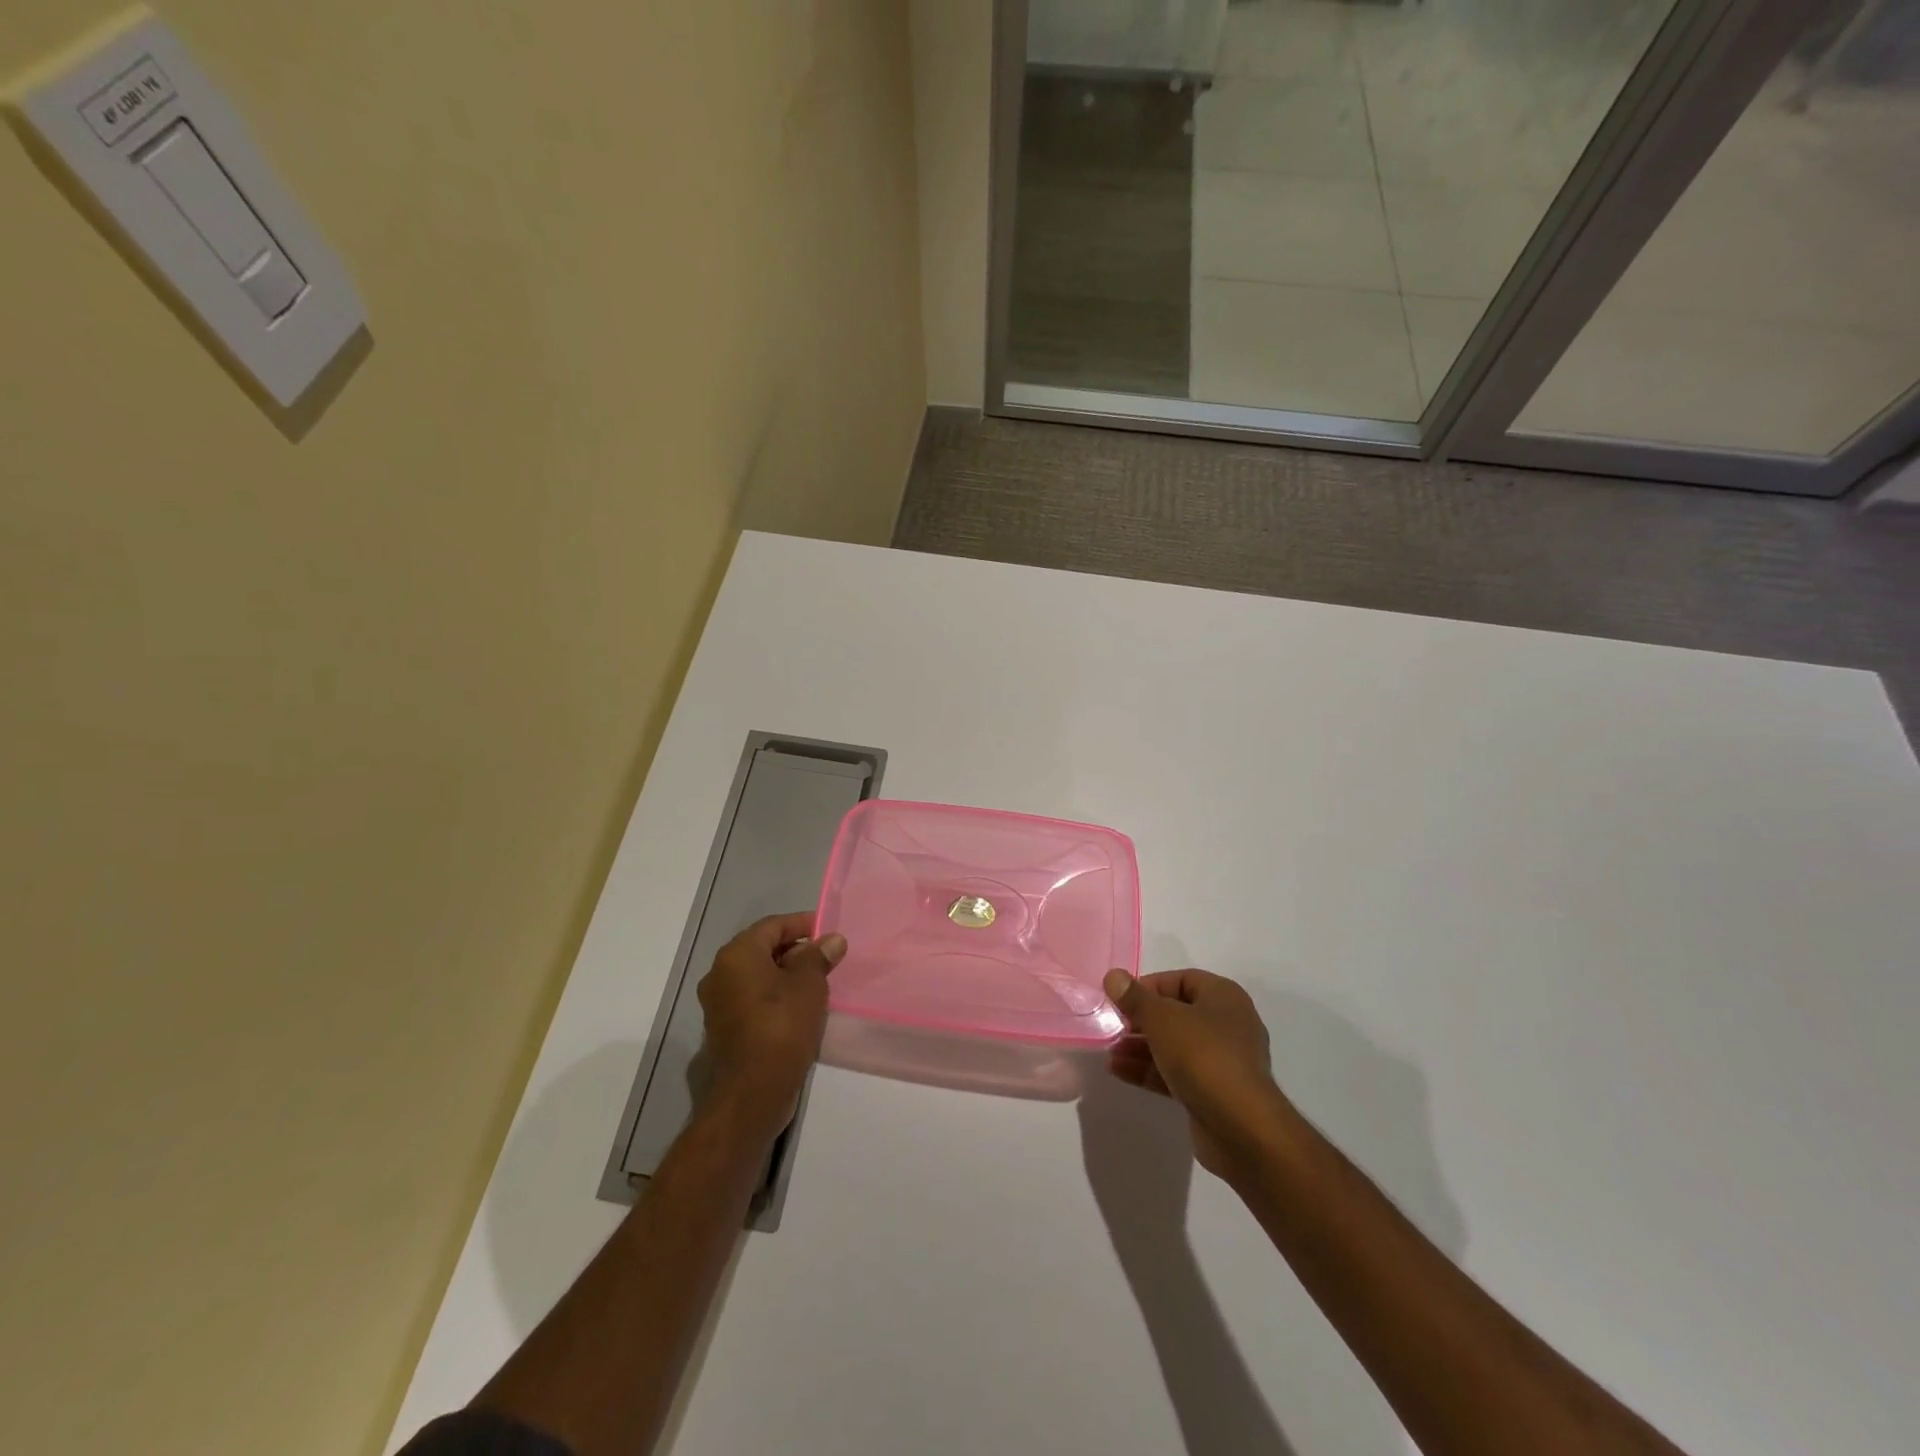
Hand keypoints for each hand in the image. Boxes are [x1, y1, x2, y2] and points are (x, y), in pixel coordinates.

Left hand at [696, 913, 845, 1145]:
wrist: (751, 1093)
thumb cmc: (781, 1027)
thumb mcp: (809, 985)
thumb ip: (819, 957)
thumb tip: (831, 940)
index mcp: (737, 955)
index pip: (772, 926)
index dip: (802, 924)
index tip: (828, 930)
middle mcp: (720, 973)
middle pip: (762, 949)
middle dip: (796, 950)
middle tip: (827, 957)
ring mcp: (718, 1003)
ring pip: (758, 976)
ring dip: (786, 974)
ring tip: (819, 982)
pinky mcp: (724, 1028)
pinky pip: (753, 998)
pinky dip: (775, 996)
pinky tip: (800, 1007)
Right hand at [1102, 968, 1293, 1178]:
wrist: (1242, 1128)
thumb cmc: (1203, 1056)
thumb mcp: (1162, 1019)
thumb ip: (1135, 997)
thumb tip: (1113, 976)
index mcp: (1223, 997)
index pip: (1181, 980)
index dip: (1148, 986)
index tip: (1120, 1000)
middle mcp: (1227, 1024)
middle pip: (1176, 1013)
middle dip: (1141, 1020)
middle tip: (1113, 1027)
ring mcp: (1221, 1061)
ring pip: (1174, 1045)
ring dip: (1140, 1047)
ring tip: (1109, 1051)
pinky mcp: (1213, 1091)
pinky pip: (1176, 1072)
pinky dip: (1150, 1070)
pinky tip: (1119, 1071)